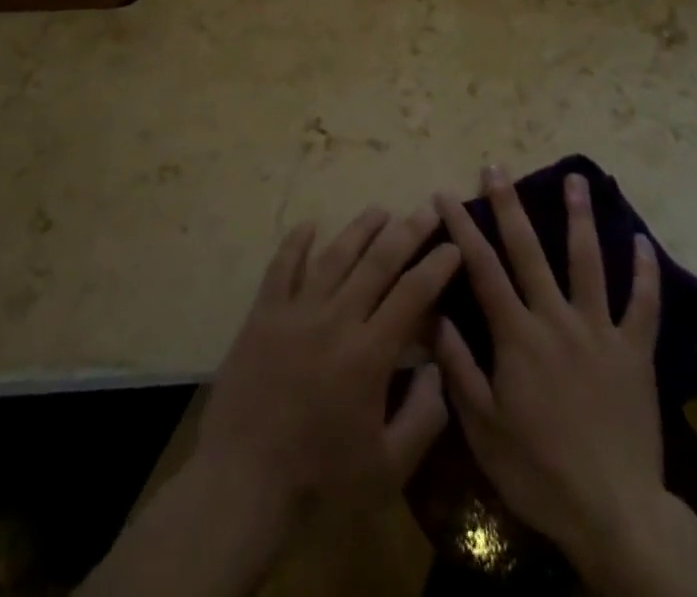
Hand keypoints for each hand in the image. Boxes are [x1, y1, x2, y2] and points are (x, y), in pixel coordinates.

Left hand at [78, 207, 460, 596]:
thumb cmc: (319, 482)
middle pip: (378, 262)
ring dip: (360, 229)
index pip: (413, 294)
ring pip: (334, 256)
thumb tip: (438, 368)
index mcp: (369, 353)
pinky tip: (309, 225)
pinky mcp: (263, 315)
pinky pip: (282, 267)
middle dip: (407, 232)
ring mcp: (296, 312)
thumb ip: (423, 417)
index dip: (437, 266)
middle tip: (426, 210)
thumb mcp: (388, 469)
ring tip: (380, 210)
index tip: (454, 245)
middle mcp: (336, 319)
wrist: (241, 485)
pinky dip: (296, 242)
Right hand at [434, 168, 696, 596]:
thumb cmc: (539, 472)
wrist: (613, 514)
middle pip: (529, 250)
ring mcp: (599, 330)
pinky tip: (643, 241)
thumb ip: (459, 368)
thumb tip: (435, 313)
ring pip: (588, 261)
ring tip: (575, 178)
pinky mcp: (635, 350)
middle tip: (498, 167)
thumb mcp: (483, 429)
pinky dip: (645, 271)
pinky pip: (643, 303)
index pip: (482, 268)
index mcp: (517, 335)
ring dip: (579, 217)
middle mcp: (556, 319)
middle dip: (509, 205)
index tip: (445, 195)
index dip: (462, 227)